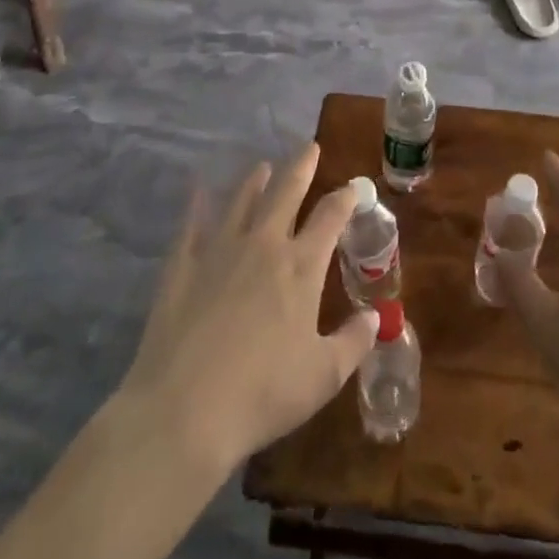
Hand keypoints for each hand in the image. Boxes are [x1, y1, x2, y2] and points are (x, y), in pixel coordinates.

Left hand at [116, 144, 377, 476]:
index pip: (330, 217)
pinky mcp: (182, 267)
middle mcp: (263, 245)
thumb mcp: (323, 377)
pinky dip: (197, 205)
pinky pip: (191, 225)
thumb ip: (353, 342)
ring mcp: (219, 251)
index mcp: (301, 266)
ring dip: (255, 181)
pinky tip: (198, 190)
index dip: (345, 198)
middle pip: (286, 192)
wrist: (184, 412)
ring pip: (242, 201)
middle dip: (301, 167)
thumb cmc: (263, 394)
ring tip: (263, 167)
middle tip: (309, 147)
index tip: (353, 187)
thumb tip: (376, 319)